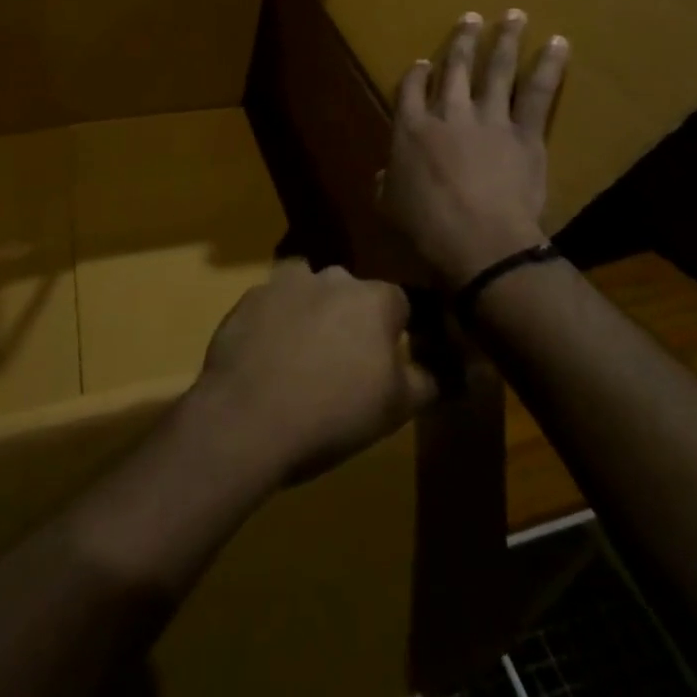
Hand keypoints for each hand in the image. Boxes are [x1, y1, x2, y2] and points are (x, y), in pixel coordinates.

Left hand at [189, 260, 436, 487]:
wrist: (247, 419)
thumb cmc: (334, 413)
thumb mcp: (396, 408)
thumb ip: (428, 381)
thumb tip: (449, 369)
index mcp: (375, 298)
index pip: (400, 304)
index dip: (396, 333)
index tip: (388, 362)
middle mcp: (332, 277)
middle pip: (352, 293)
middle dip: (352, 320)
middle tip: (344, 363)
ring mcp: (285, 283)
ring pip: (308, 291)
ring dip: (310, 313)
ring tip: (302, 356)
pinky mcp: (247, 299)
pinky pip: (271, 306)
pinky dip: (273, 324)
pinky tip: (267, 359)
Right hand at [379, 10, 568, 288]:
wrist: (480, 241)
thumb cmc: (428, 229)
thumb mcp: (389, 208)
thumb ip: (386, 184)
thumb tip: (385, 175)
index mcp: (411, 130)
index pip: (410, 90)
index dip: (416, 74)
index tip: (423, 62)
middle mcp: (448, 113)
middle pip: (455, 68)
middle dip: (462, 41)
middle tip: (471, 18)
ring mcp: (488, 119)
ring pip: (496, 70)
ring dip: (505, 40)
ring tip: (514, 15)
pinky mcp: (523, 132)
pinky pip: (537, 93)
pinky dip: (549, 66)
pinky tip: (559, 43)